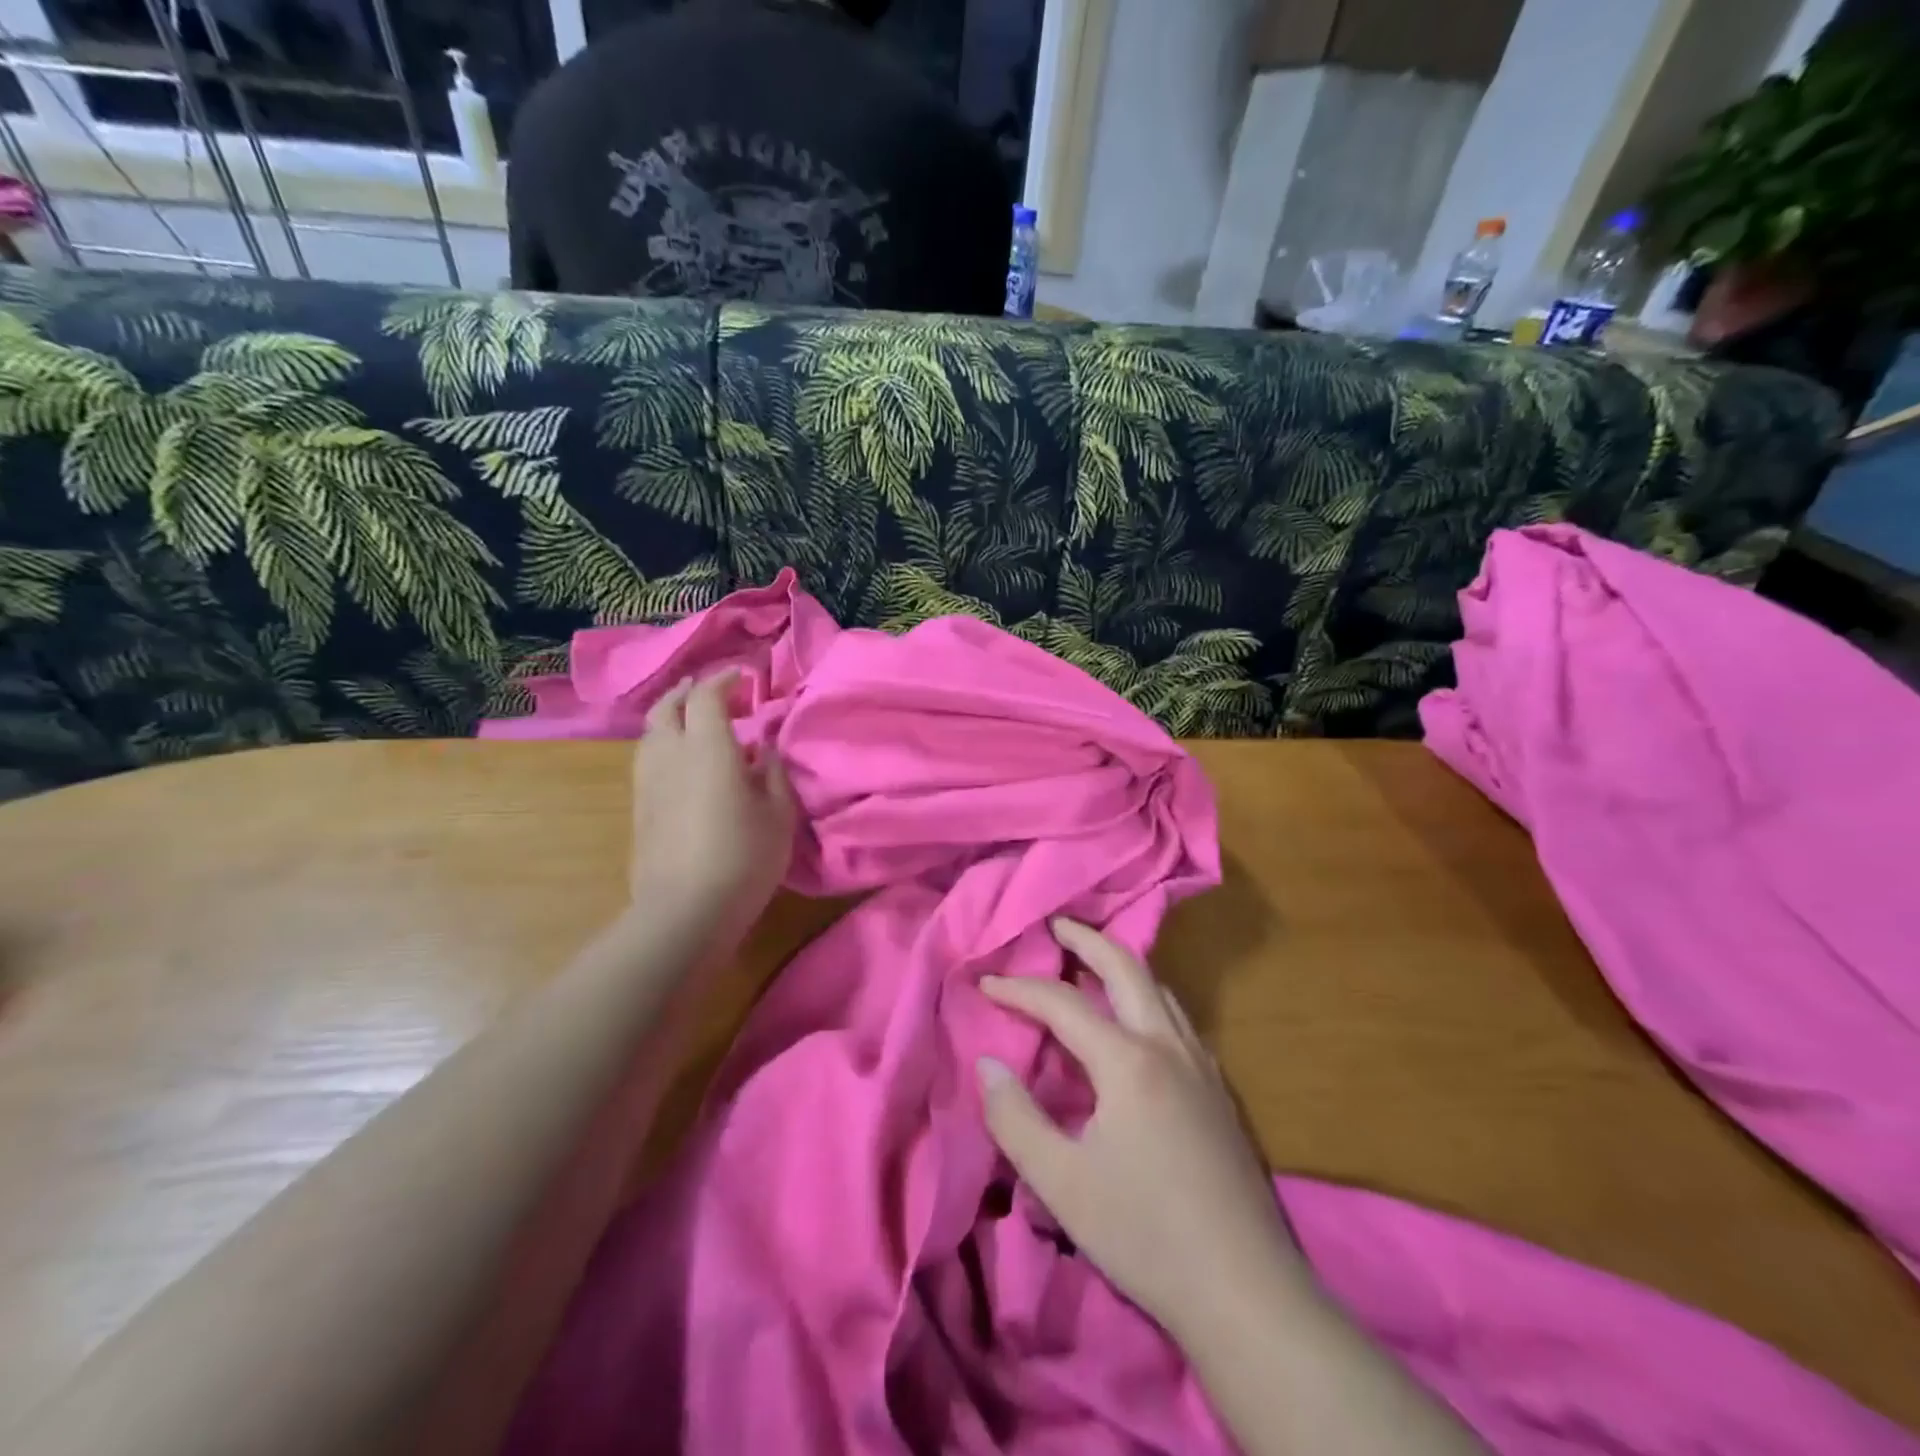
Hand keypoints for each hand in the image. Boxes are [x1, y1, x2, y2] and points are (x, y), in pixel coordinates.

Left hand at [631, 672, 794, 922]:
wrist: (685, 910)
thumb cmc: (744, 857)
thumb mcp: (779, 813)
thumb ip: (771, 772)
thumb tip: (761, 749)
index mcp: (707, 747)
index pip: (707, 695)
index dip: (725, 680)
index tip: (745, 678)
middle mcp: (670, 754)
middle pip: (667, 706)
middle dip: (689, 692)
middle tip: (715, 693)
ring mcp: (648, 781)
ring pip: (652, 732)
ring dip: (673, 717)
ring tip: (697, 725)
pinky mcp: (639, 807)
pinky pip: (649, 759)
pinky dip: (666, 745)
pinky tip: (686, 764)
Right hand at [976, 920, 1305, 1340]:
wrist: (1246, 1293)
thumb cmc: (1145, 1235)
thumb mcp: (1062, 1184)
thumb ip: (1016, 1118)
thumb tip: (988, 1063)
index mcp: (1128, 1062)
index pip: (1064, 1004)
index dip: (1020, 989)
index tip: (986, 982)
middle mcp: (1169, 1046)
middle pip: (1126, 968)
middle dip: (1087, 939)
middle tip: (1055, 925)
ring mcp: (1202, 1066)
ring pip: (1160, 989)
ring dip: (1122, 964)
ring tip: (1092, 962)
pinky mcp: (1219, 1091)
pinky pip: (1178, 1017)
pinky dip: (1147, 996)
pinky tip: (1137, 1021)